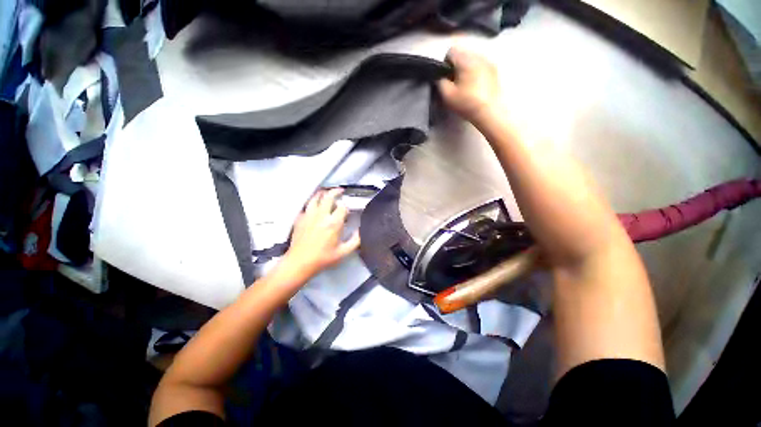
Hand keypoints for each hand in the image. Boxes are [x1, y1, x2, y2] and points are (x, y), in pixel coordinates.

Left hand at [280, 188, 360, 278]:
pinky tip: (314, 206)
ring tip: (327, 193)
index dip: (346, 206)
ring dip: (323, 194)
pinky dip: (312, 203)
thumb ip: (355, 241)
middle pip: (329, 196)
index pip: (342, 207)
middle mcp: (321, 215)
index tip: (347, 209)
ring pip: (315, 198)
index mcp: (333, 223)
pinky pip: (307, 206)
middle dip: (336, 192)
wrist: (299, 262)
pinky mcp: (300, 218)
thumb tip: (360, 231)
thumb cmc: (323, 258)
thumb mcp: (343, 252)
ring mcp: (309, 215)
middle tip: (340, 191)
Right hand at [438, 46, 501, 123]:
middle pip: (462, 55)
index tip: (445, 78)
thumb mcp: (447, 95)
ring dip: (466, 69)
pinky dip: (475, 73)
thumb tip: (440, 76)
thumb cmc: (466, 103)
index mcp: (466, 59)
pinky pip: (481, 66)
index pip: (451, 52)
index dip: (444, 64)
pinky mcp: (494, 71)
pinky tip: (474, 87)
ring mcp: (489, 62)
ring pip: (472, 60)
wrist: (489, 112)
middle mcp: (478, 56)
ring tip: (464, 85)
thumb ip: (440, 82)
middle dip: (456, 67)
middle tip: (454, 83)